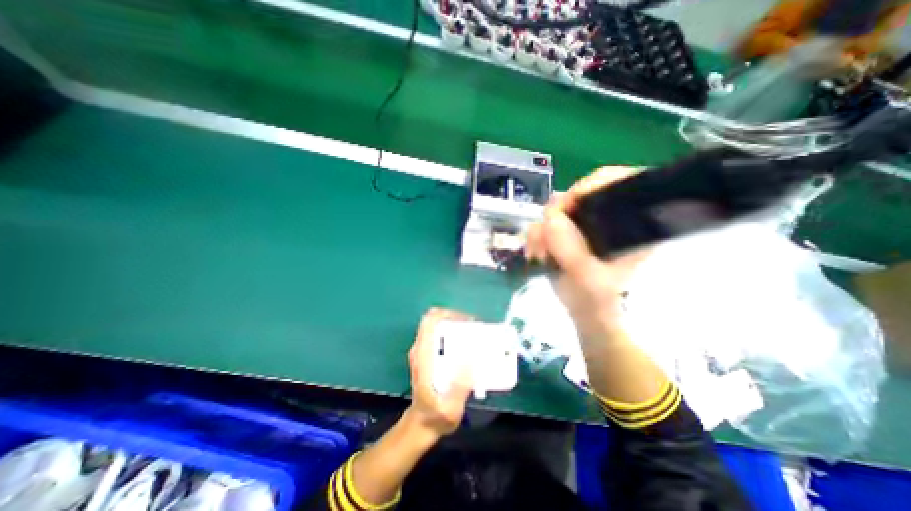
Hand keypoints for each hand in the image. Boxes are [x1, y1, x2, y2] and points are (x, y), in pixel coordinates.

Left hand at [406, 308, 477, 438]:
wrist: (421, 425)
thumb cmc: (435, 417)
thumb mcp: (450, 409)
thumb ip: (459, 388)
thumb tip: (470, 360)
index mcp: (423, 357)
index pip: (429, 322)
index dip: (448, 315)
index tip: (468, 323)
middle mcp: (420, 349)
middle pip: (434, 320)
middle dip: (456, 318)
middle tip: (475, 328)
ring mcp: (423, 351)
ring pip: (437, 326)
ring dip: (456, 325)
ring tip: (475, 334)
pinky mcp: (428, 355)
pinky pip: (440, 335)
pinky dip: (454, 333)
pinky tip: (468, 345)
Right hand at [527, 168, 647, 343]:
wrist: (585, 312)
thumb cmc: (600, 300)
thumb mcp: (591, 280)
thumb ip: (573, 252)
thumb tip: (551, 218)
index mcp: (629, 223)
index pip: (619, 182)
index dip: (593, 184)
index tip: (571, 202)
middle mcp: (605, 218)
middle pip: (579, 194)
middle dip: (558, 214)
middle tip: (548, 234)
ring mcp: (582, 225)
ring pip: (555, 210)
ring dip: (542, 230)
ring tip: (541, 254)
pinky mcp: (564, 233)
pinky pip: (542, 223)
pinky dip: (535, 237)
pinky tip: (536, 254)